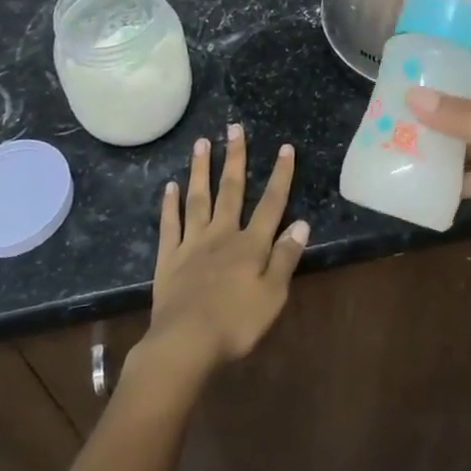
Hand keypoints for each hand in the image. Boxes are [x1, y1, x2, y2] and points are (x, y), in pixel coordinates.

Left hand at [137, 125, 308, 382]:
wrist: (184, 343)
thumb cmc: (235, 323)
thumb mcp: (273, 296)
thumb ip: (285, 257)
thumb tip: (301, 222)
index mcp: (250, 245)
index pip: (271, 203)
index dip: (280, 176)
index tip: (285, 148)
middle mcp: (222, 234)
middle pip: (231, 190)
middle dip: (235, 157)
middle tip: (234, 127)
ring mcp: (192, 244)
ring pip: (198, 198)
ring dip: (201, 170)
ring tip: (201, 143)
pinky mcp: (169, 258)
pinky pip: (170, 225)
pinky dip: (170, 204)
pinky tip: (169, 186)